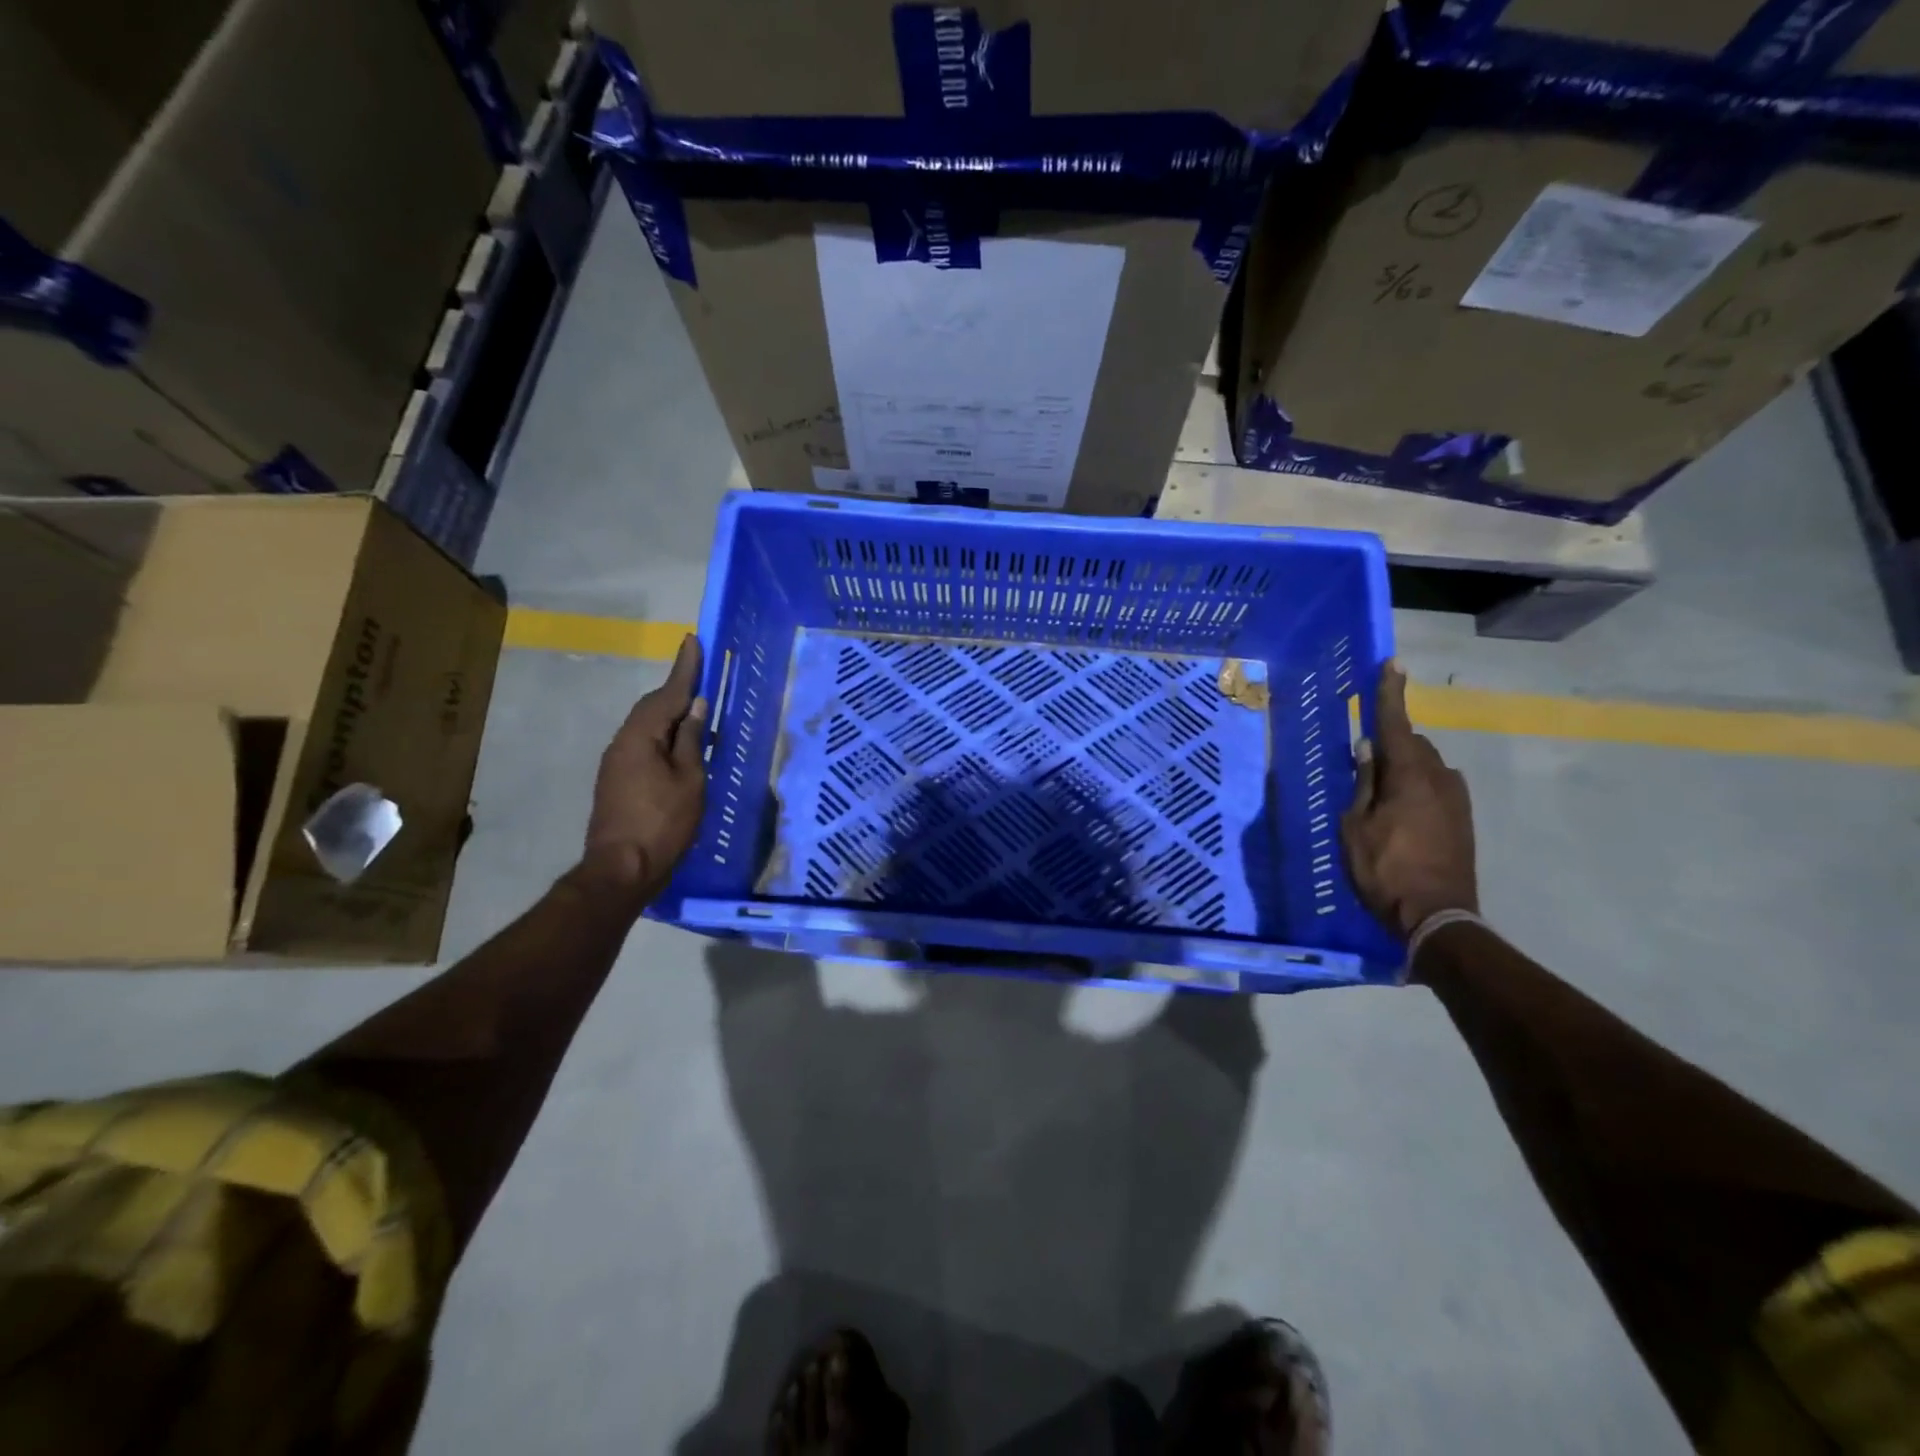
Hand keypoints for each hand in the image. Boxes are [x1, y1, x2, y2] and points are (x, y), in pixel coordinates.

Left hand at [579, 634, 707, 908]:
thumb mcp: (689, 780)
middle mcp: (623, 742)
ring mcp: (616, 763)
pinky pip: (644, 745)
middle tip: (700, 673)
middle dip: (676, 689)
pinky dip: (664, 737)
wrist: (621, 869)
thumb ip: (691, 740)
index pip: (668, 693)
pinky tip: (681, 746)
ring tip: (696, 710)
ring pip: (647, 727)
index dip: (684, 668)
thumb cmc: (663, 822)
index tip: (694, 640)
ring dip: (670, 715)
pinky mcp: (617, 781)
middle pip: (653, 707)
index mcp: (641, 737)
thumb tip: (695, 706)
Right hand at [1340, 662, 1477, 941]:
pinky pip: (1435, 787)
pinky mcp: (1463, 820)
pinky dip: (1415, 786)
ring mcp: (1456, 799)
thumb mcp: (1355, 826)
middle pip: (1412, 744)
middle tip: (1363, 759)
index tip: (1392, 665)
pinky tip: (1399, 810)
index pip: (1396, 724)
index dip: (1391, 694)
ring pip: (1426, 766)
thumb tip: (1368, 748)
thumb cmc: (1384, 869)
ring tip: (1378, 791)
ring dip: (1403, 767)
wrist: (1437, 916)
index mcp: (1409, 776)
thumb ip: (1363, 783)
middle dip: (1390, 742)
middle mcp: (1439, 778)